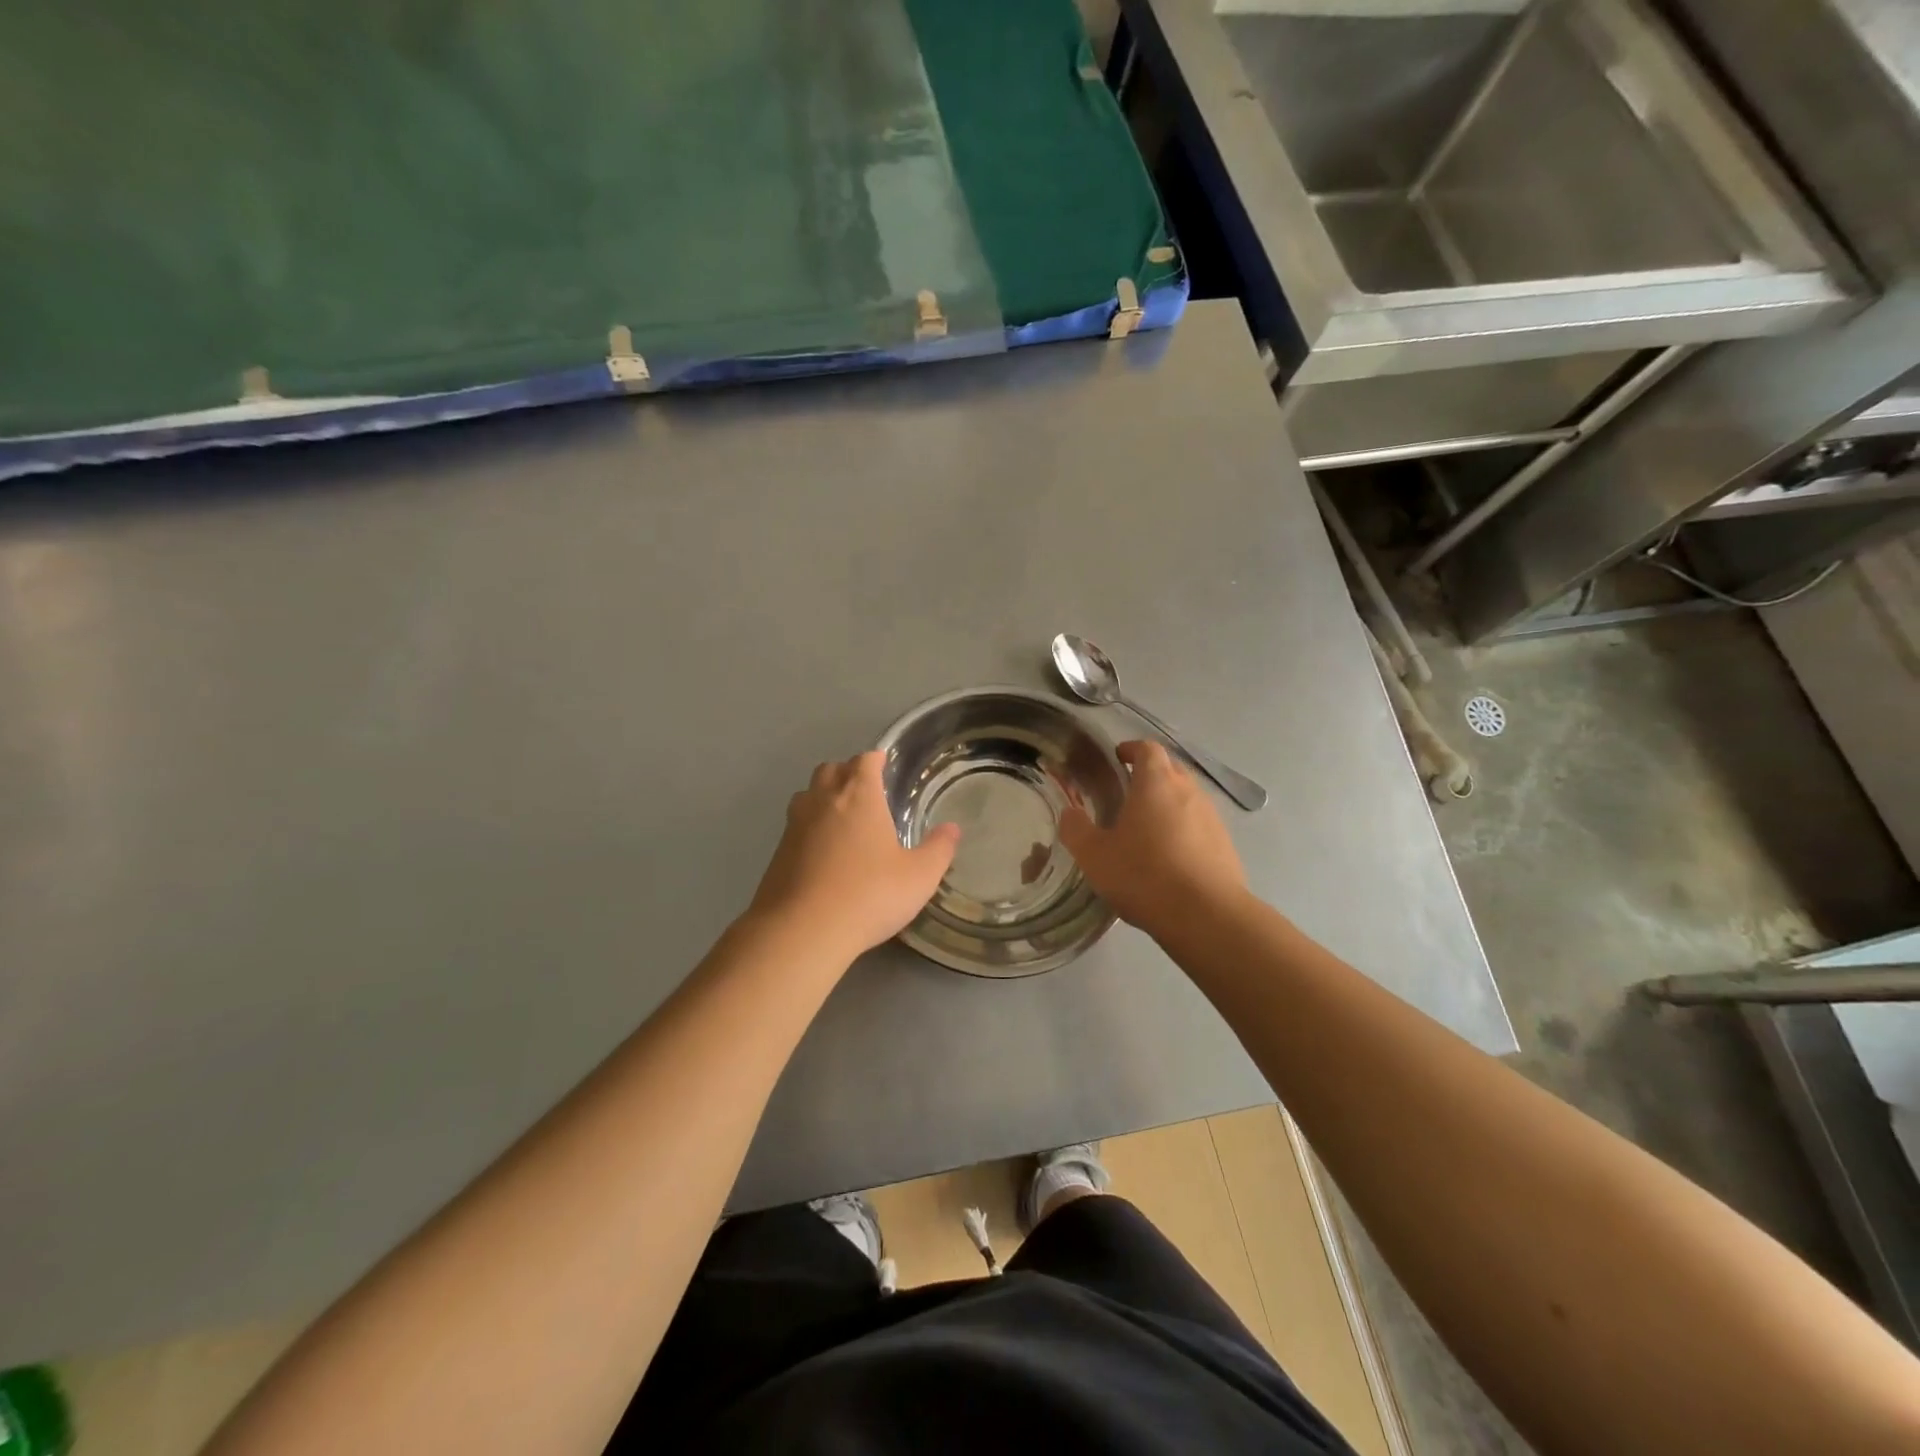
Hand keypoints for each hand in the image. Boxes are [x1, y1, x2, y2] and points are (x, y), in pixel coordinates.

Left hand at [748, 751, 959, 962]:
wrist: (801, 931)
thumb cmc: (868, 895)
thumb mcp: (919, 876)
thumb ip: (938, 849)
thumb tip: (952, 829)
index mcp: (858, 795)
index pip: (865, 760)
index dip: (876, 759)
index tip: (885, 765)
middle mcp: (822, 800)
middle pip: (832, 769)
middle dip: (848, 773)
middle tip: (867, 793)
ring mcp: (794, 824)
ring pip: (808, 795)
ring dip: (824, 797)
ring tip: (844, 819)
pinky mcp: (777, 852)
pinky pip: (796, 826)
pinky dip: (810, 828)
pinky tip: (824, 854)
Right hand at [1059, 740, 1246, 939]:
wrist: (1206, 916)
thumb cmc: (1144, 876)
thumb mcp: (1094, 856)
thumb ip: (1076, 830)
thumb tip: (1069, 813)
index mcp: (1156, 783)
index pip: (1147, 748)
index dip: (1132, 749)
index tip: (1118, 758)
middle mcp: (1189, 791)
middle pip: (1171, 769)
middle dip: (1150, 774)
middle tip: (1127, 793)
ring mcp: (1212, 817)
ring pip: (1187, 797)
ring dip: (1168, 803)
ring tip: (1147, 828)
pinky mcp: (1225, 845)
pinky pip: (1200, 825)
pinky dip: (1184, 830)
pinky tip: (1170, 857)